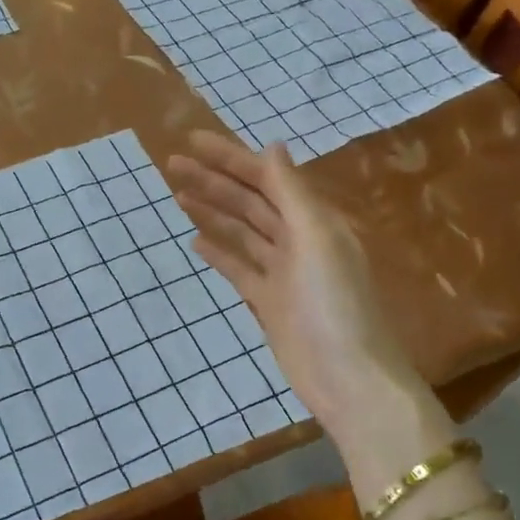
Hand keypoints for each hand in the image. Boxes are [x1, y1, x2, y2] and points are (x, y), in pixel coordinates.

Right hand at [166, 131, 448, 471]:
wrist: (348, 378)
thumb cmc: (335, 305)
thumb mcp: (317, 241)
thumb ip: (293, 194)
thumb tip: (272, 147)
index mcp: (314, 221)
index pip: (267, 178)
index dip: (230, 158)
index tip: (193, 141)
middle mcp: (298, 240)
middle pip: (250, 201)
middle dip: (214, 181)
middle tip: (172, 164)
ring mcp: (283, 273)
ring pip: (242, 231)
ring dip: (213, 211)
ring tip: (177, 193)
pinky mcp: (269, 302)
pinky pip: (239, 269)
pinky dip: (219, 253)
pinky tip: (196, 241)